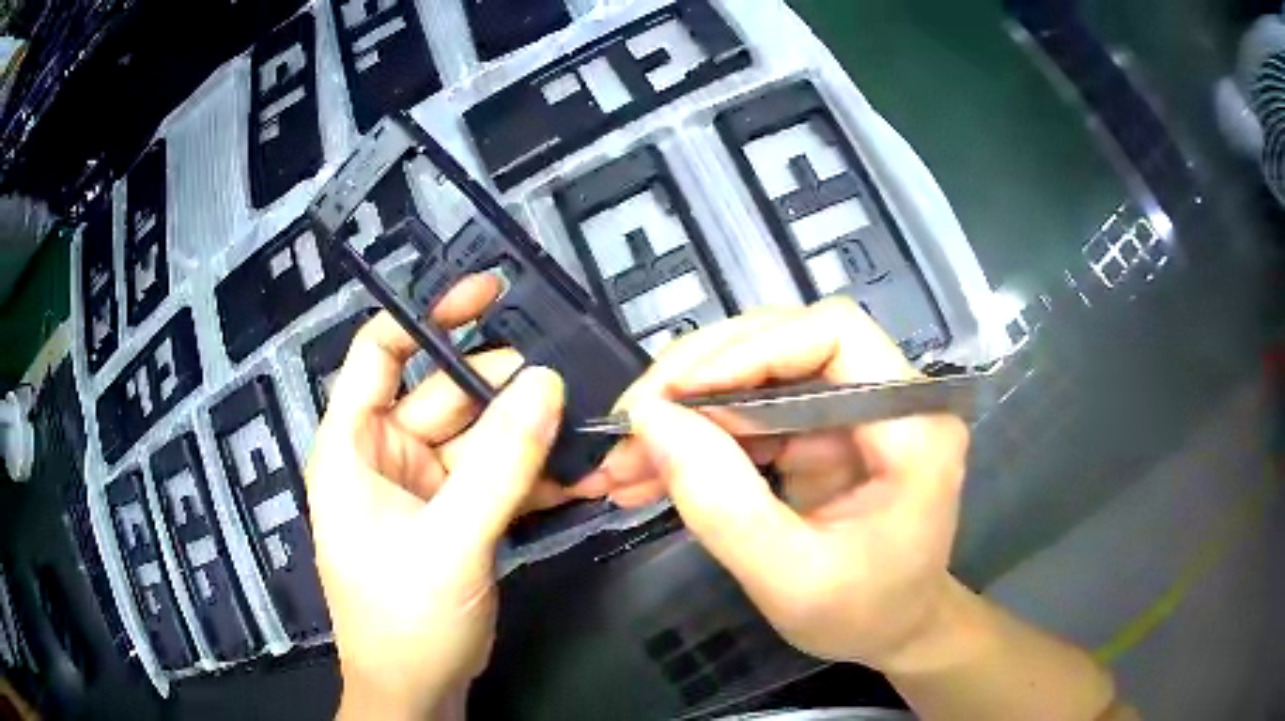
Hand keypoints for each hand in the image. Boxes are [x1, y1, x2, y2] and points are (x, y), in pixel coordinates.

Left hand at [304, 276, 566, 718]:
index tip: (488, 293)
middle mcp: (385, 454)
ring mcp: (424, 485)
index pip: (380, 352)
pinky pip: (495, 476)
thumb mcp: (449, 541)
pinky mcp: (455, 514)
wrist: (418, 692)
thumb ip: (499, 463)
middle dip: (506, 388)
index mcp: (353, 445)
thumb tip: (546, 385)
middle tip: (570, 385)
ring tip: (586, 433)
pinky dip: (533, 475)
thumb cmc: (404, 620)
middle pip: (447, 393)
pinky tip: (577, 478)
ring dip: (530, 437)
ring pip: (481, 436)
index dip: (429, 316)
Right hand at [577, 298, 969, 672]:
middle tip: (628, 427)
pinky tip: (650, 469)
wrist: (892, 630)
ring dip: (686, 409)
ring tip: (624, 461)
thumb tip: (649, 420)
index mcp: (913, 426)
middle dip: (698, 379)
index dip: (750, 350)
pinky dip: (699, 434)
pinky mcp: (822, 425)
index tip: (675, 397)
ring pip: (756, 370)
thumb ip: (721, 503)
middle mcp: (888, 396)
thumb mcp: (787, 578)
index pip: (834, 334)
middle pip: (784, 341)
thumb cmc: (861, 615)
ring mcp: (853, 406)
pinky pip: (751, 407)